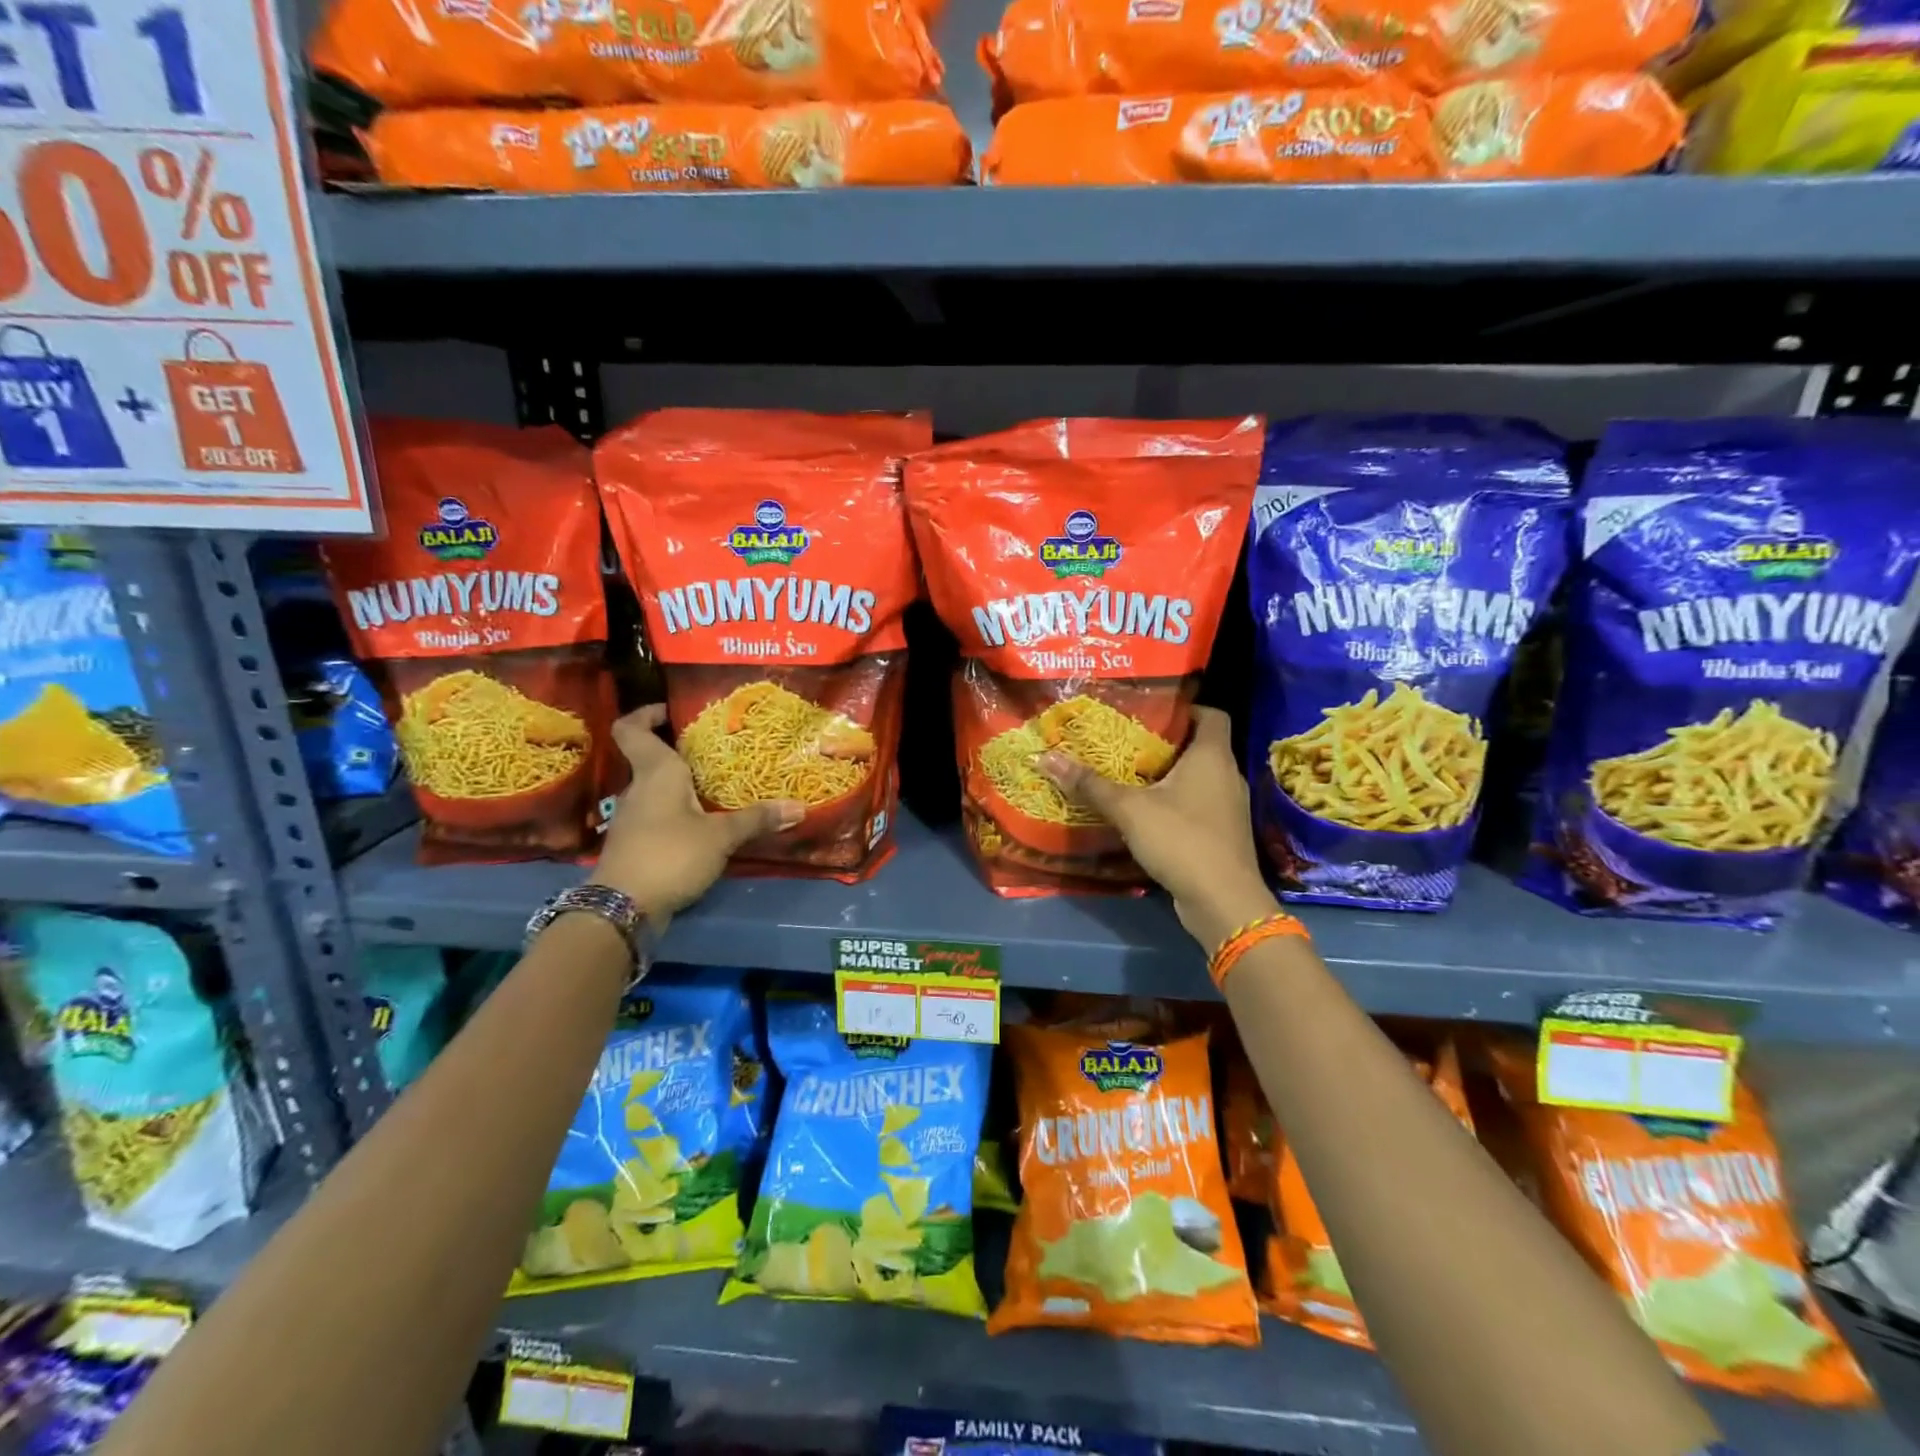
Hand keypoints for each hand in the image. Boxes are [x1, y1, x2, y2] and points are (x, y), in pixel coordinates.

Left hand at [589, 705, 803, 921]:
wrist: (623, 908)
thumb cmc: (670, 855)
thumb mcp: (721, 836)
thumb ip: (757, 820)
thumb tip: (799, 807)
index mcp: (655, 773)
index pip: (630, 729)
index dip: (646, 714)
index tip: (672, 711)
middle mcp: (638, 789)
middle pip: (650, 758)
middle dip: (680, 752)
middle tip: (717, 751)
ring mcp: (633, 818)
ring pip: (656, 789)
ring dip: (682, 786)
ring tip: (719, 787)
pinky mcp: (636, 844)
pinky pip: (659, 815)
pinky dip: (679, 813)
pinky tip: (704, 823)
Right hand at [1040, 705, 1278, 952]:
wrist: (1223, 902)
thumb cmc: (1181, 839)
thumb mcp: (1128, 809)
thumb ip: (1090, 784)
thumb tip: (1046, 757)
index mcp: (1212, 756)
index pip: (1211, 714)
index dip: (1185, 708)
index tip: (1151, 712)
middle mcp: (1227, 775)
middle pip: (1200, 746)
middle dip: (1165, 743)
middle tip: (1125, 743)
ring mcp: (1228, 807)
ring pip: (1198, 778)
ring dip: (1168, 776)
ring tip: (1129, 776)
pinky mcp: (1223, 835)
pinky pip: (1198, 806)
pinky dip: (1175, 804)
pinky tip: (1145, 814)